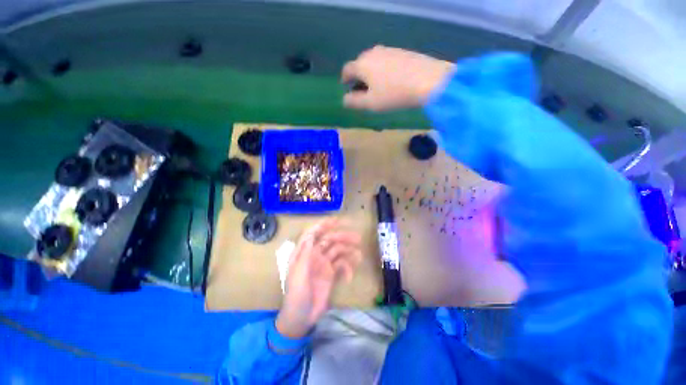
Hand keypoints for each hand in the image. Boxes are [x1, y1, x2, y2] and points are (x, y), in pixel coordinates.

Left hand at [275, 218, 361, 337]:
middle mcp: (315, 255)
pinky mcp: (331, 274)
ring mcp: (324, 264)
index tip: (337, 220)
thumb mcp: (298, 274)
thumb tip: (310, 235)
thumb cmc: (296, 295)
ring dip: (348, 251)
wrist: (301, 318)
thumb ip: (305, 254)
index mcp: (304, 253)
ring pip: (338, 251)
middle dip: (342, 237)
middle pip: (330, 240)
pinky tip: (349, 277)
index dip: (324, 225)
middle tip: (357, 238)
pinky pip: (341, 265)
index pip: (314, 233)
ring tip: (359, 255)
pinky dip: (347, 268)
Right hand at [341, 45, 454, 110]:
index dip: (345, 80)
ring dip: (371, 73)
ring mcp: (388, 50)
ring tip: (377, 87)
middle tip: (363, 91)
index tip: (347, 88)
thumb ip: (354, 102)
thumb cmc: (393, 95)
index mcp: (362, 64)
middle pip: (359, 64)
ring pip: (373, 62)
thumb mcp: (370, 103)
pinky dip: (383, 70)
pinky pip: (386, 60)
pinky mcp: (401, 51)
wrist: (427, 81)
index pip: (347, 70)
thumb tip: (345, 99)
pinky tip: (390, 80)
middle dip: (358, 77)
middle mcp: (372, 53)